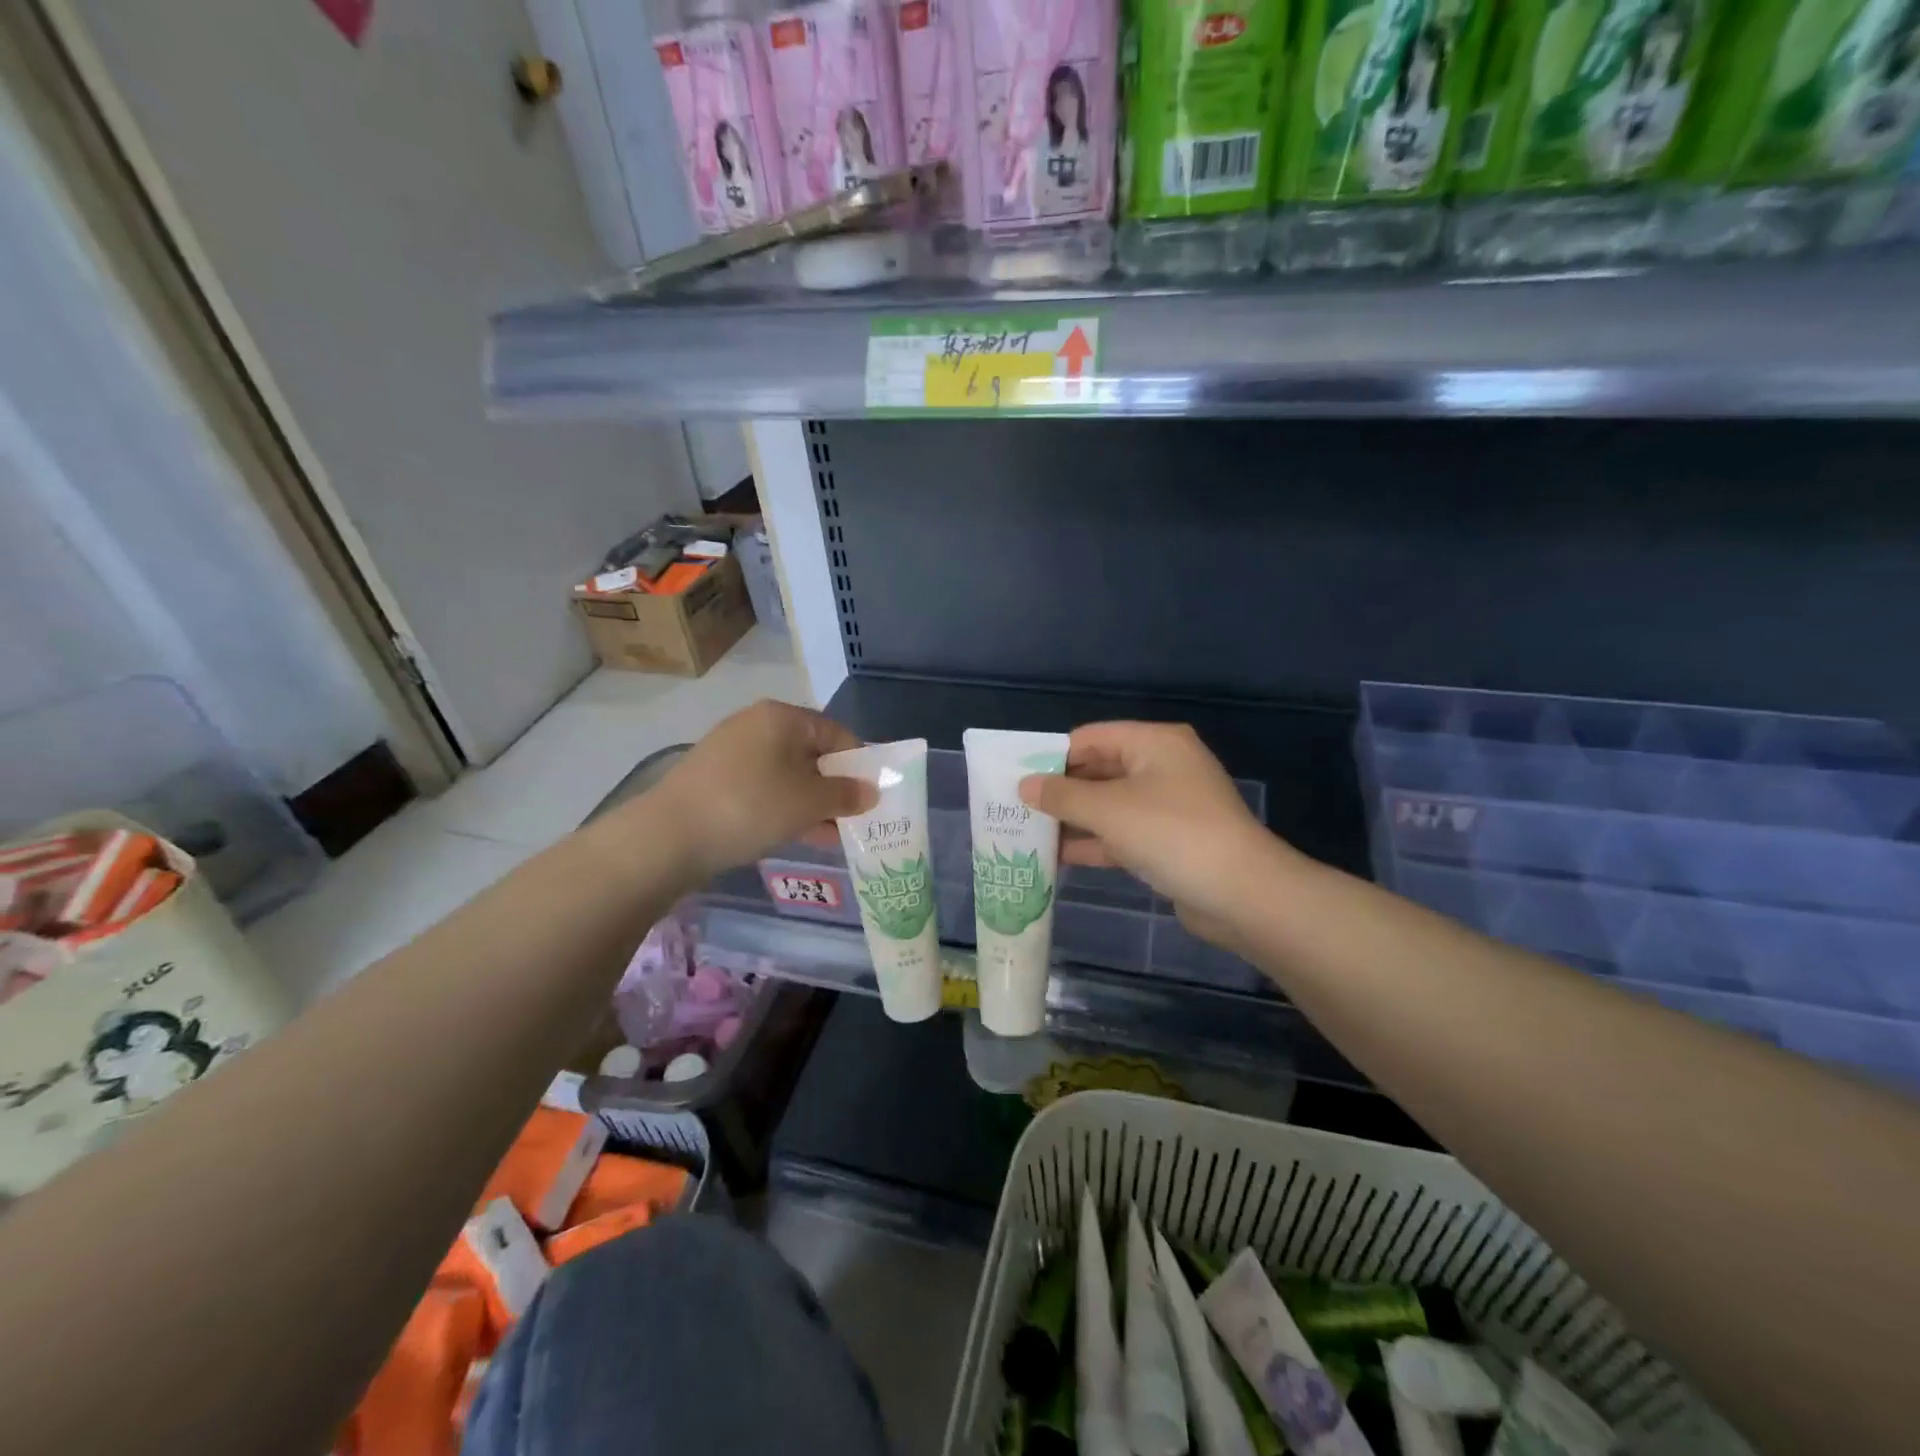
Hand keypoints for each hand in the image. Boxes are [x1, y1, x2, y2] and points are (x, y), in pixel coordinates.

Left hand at [652, 701, 876, 880]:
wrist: (669, 836)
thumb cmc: (751, 806)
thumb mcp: (809, 802)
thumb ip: (845, 795)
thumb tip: (870, 792)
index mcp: (782, 717)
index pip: (836, 732)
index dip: (859, 763)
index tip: (871, 795)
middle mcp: (756, 725)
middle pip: (811, 753)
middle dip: (834, 787)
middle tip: (854, 818)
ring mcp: (731, 752)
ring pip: (786, 774)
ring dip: (811, 802)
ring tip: (831, 834)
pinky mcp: (714, 780)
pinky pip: (762, 789)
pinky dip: (783, 808)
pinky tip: (797, 834)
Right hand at [1018, 722, 1285, 932]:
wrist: (1241, 893)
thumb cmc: (1171, 833)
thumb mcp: (1108, 810)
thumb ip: (1062, 795)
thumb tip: (1024, 785)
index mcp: (1154, 743)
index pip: (1091, 737)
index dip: (1053, 755)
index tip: (1017, 777)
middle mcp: (1163, 767)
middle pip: (1100, 770)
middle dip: (1061, 789)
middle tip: (1016, 806)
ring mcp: (1168, 806)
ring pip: (1109, 805)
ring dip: (1074, 818)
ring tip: (1028, 832)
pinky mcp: (1170, 841)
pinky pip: (1123, 833)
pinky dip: (1095, 841)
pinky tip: (1059, 857)